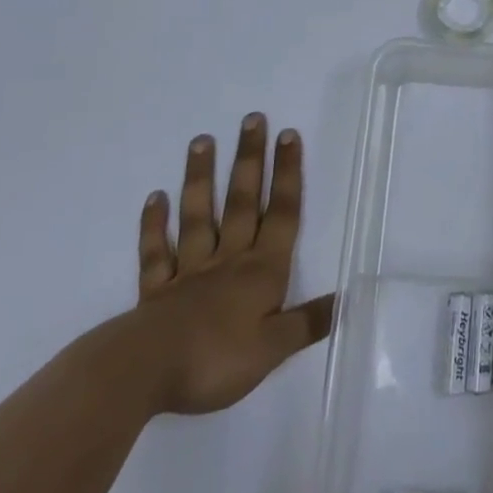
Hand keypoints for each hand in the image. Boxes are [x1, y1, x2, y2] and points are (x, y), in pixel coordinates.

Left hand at [130, 113, 334, 415]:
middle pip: (243, 202)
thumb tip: (347, 298)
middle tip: (252, 119)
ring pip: (199, 216)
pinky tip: (155, 198)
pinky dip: (154, 225)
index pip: (282, 214)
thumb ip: (307, 322)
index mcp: (261, 271)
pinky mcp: (155, 291)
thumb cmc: (216, 360)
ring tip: (202, 140)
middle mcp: (228, 260)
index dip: (288, 174)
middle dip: (250, 160)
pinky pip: (156, 252)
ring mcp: (189, 272)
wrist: (145, 374)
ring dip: (201, 178)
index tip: (288, 135)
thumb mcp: (273, 349)